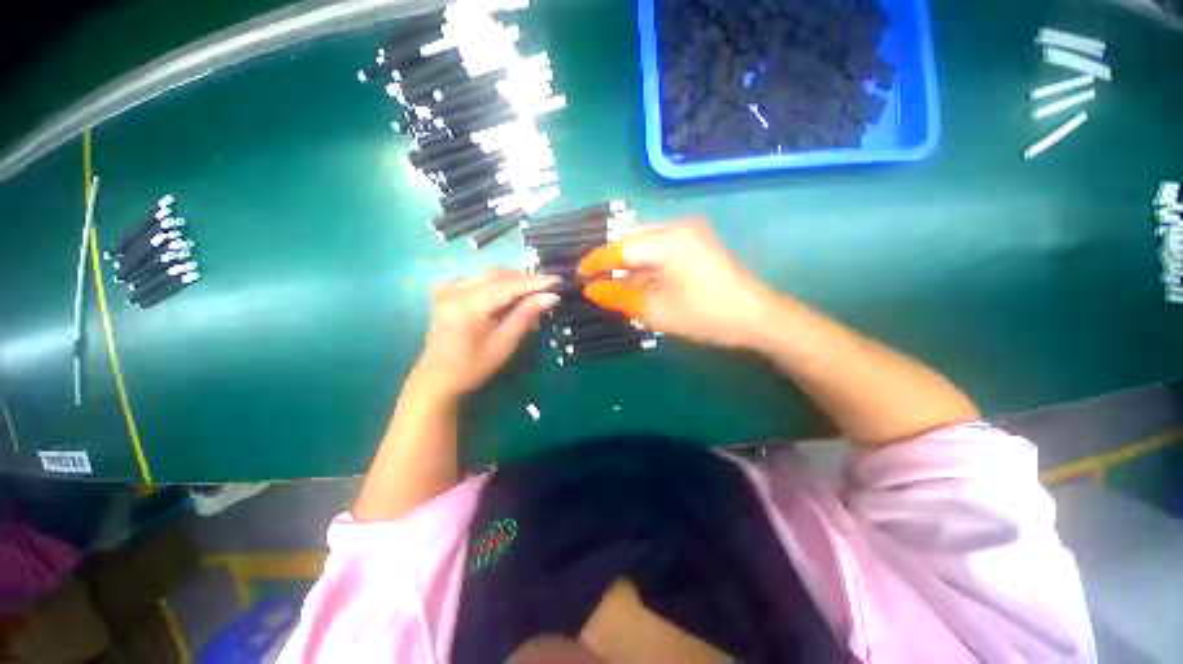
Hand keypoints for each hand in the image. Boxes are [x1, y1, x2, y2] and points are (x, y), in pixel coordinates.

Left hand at [412, 269, 559, 397]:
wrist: (437, 377)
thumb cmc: (472, 367)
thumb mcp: (503, 344)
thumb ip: (526, 316)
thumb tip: (552, 296)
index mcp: (466, 306)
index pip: (507, 285)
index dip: (535, 282)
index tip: (558, 281)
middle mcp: (454, 288)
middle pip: (498, 274)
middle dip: (526, 279)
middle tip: (550, 287)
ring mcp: (448, 286)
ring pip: (491, 273)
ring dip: (515, 279)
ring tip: (536, 290)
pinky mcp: (447, 288)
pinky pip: (480, 277)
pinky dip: (501, 282)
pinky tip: (513, 292)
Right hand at [577, 219, 775, 347]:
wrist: (756, 317)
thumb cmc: (706, 316)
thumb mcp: (656, 311)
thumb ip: (619, 297)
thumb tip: (591, 289)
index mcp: (669, 240)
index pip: (620, 246)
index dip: (596, 261)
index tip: (578, 275)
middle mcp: (677, 226)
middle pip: (631, 239)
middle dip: (611, 261)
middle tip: (596, 283)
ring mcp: (689, 232)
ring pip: (644, 244)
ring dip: (628, 264)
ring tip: (613, 285)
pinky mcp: (695, 242)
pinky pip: (659, 248)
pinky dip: (644, 265)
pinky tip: (638, 281)